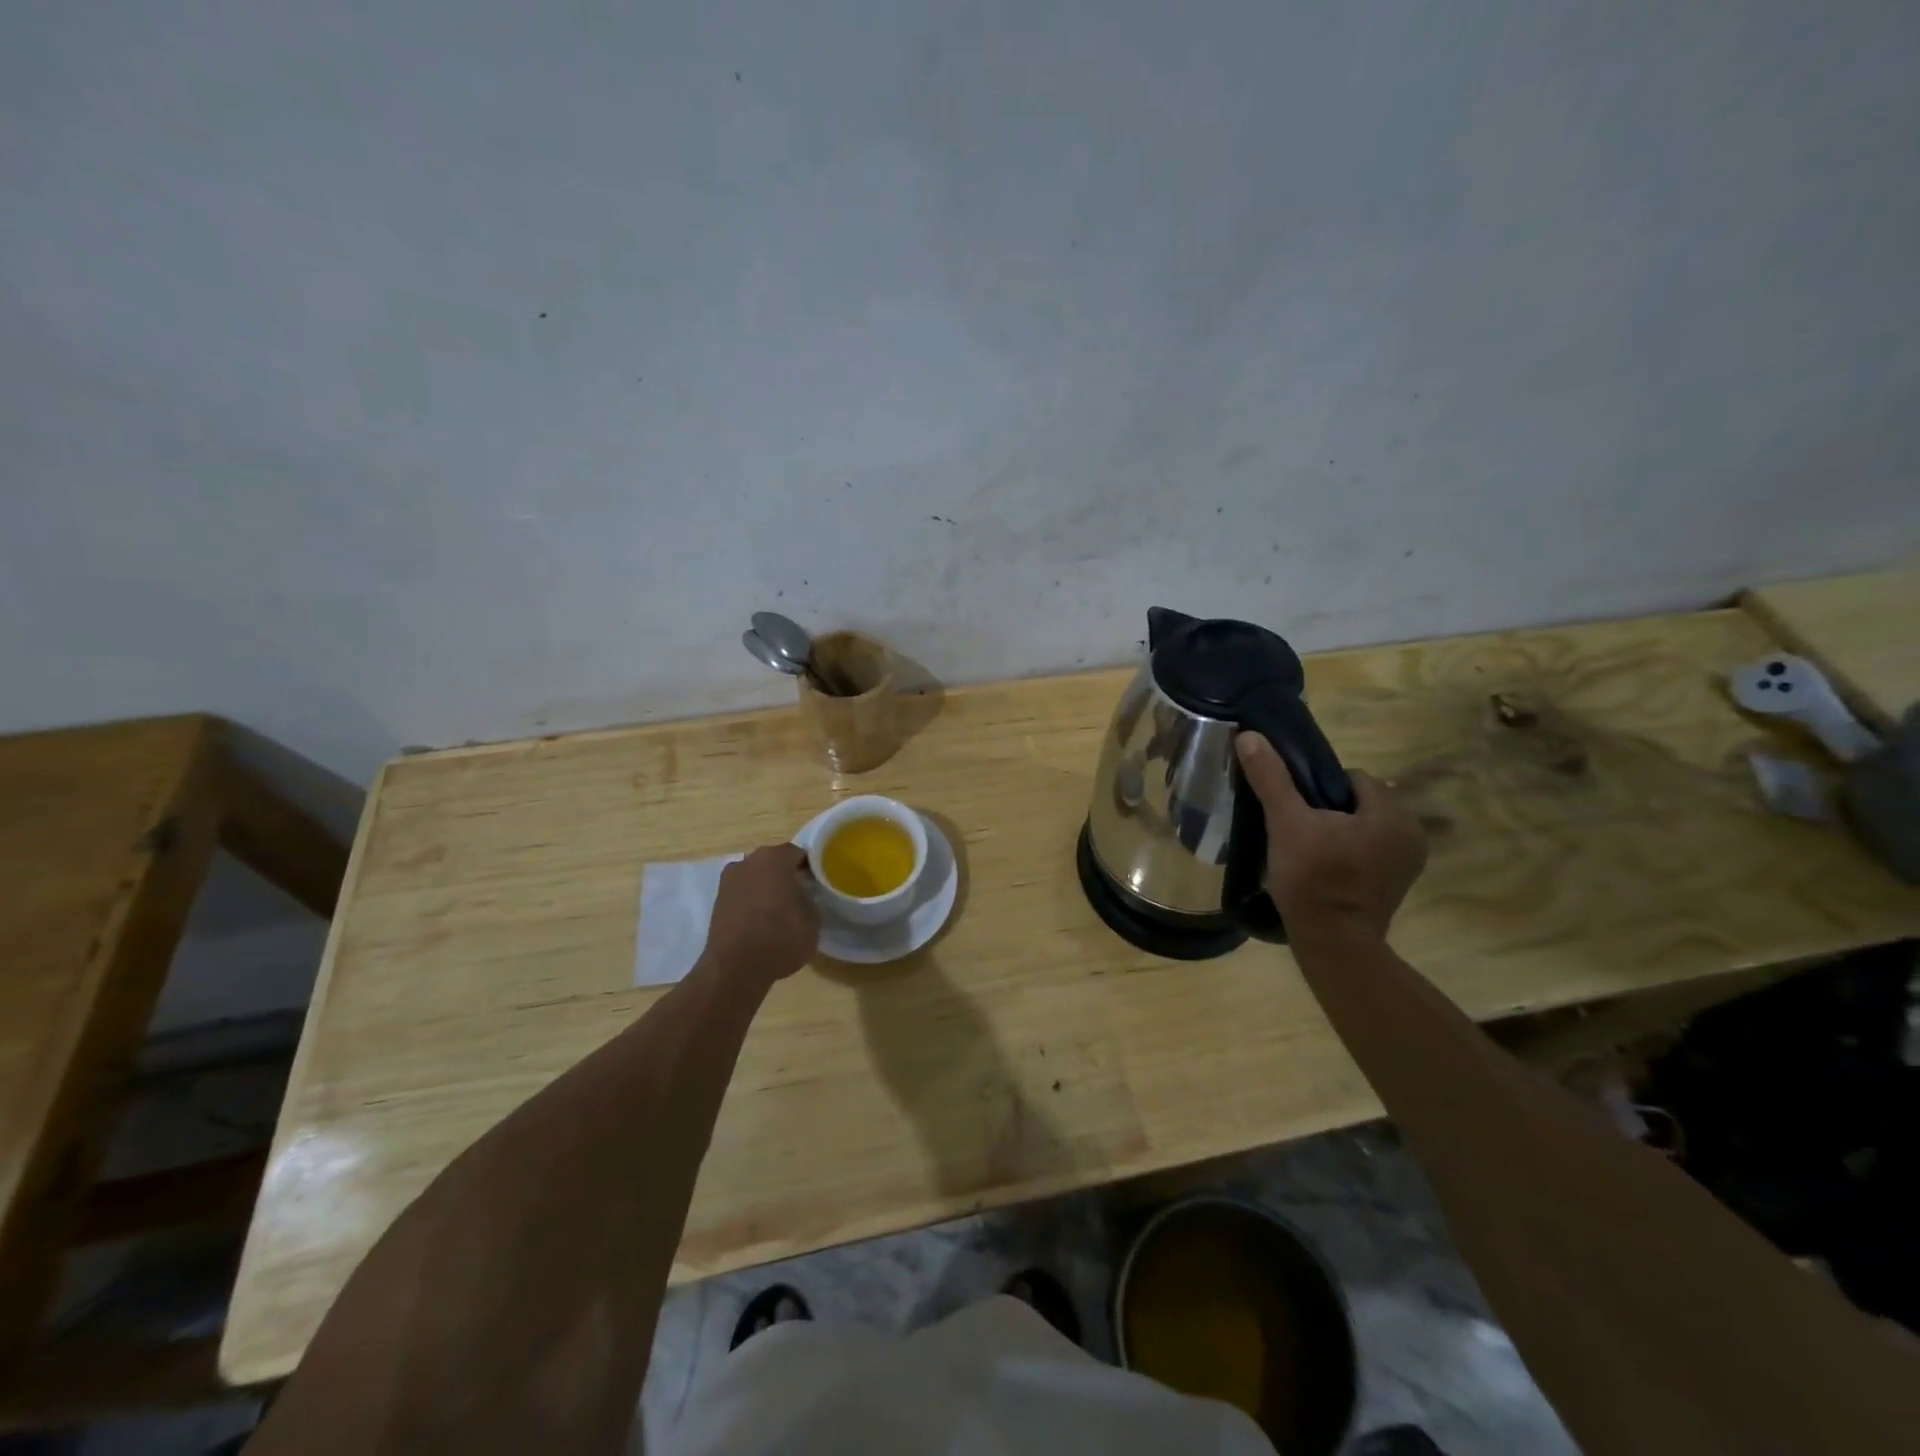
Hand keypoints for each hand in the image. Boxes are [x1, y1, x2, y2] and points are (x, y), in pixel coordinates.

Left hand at [701, 844, 819, 984]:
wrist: (735, 969)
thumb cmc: (780, 938)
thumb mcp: (813, 920)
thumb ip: (810, 899)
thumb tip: (804, 895)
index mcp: (774, 858)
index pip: (798, 853)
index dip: (810, 868)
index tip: (817, 884)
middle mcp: (748, 862)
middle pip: (774, 862)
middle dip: (786, 875)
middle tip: (801, 896)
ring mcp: (728, 881)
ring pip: (756, 877)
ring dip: (767, 888)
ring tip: (780, 911)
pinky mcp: (717, 902)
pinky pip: (742, 894)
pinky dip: (752, 902)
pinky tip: (761, 921)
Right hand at [1234, 732, 1426, 939]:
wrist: (1332, 943)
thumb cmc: (1313, 878)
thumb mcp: (1286, 823)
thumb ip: (1271, 778)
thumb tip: (1249, 736)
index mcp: (1392, 813)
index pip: (1354, 778)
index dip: (1319, 786)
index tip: (1296, 808)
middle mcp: (1411, 833)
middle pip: (1360, 801)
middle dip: (1329, 808)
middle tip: (1297, 828)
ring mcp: (1408, 862)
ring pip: (1364, 826)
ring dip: (1338, 830)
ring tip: (1307, 847)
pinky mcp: (1396, 884)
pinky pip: (1370, 851)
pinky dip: (1348, 852)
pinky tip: (1324, 867)